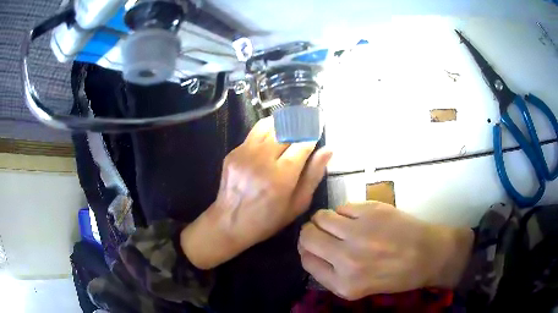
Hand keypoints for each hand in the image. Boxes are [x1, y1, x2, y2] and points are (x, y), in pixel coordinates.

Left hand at [181, 118, 331, 268]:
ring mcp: (244, 155)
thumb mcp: (297, 205)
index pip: (302, 145)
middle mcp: (261, 161)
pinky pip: (253, 134)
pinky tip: (271, 139)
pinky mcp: (233, 153)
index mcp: (280, 177)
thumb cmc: (268, 220)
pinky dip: (267, 132)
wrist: (229, 223)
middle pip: (285, 131)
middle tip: (306, 125)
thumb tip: (328, 150)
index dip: (312, 135)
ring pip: (268, 126)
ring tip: (290, 127)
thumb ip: (313, 176)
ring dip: (282, 124)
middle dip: (299, 126)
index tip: (317, 130)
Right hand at [298, 202, 472, 299]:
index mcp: (343, 284)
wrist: (428, 255)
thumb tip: (311, 251)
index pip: (306, 260)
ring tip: (342, 225)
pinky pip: (342, 207)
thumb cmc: (395, 276)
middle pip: (307, 236)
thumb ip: (330, 274)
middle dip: (311, 233)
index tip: (315, 247)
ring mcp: (359, 233)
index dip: (307, 251)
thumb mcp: (357, 288)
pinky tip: (360, 219)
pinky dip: (346, 212)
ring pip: (321, 217)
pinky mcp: (371, 211)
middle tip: (323, 233)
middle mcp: (346, 259)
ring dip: (327, 220)